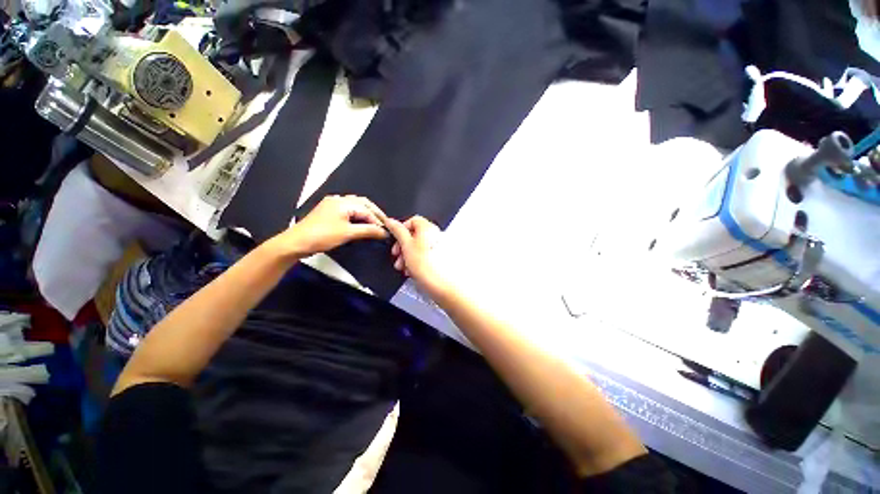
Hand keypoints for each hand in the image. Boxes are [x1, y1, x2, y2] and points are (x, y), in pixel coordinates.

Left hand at [271, 195, 387, 257]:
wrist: (296, 243)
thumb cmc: (322, 236)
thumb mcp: (348, 233)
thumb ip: (368, 230)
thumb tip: (384, 232)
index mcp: (343, 202)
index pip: (367, 210)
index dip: (378, 220)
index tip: (387, 231)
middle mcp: (338, 199)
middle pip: (362, 203)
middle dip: (375, 213)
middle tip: (384, 224)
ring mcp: (332, 204)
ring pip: (355, 205)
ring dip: (366, 213)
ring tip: (375, 223)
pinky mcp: (328, 211)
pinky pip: (348, 209)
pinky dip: (358, 215)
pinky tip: (361, 222)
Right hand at [383, 216, 448, 295]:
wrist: (445, 287)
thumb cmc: (429, 268)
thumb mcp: (407, 247)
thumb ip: (398, 232)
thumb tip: (391, 221)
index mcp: (428, 228)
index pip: (413, 220)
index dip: (401, 229)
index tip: (395, 239)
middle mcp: (436, 235)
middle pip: (415, 235)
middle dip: (403, 246)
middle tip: (397, 256)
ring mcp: (440, 247)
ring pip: (419, 247)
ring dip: (408, 256)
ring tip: (404, 268)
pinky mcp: (441, 259)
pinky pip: (426, 256)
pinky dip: (417, 261)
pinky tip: (413, 272)